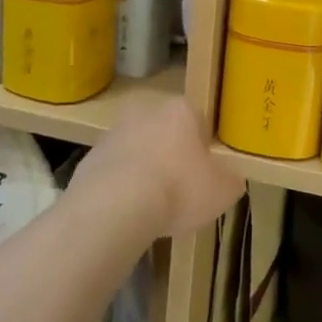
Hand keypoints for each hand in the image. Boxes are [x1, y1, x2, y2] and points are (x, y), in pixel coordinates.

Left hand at [78, 92, 242, 239]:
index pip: (200, 121)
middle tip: (181, 189)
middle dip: (173, 154)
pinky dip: (122, 187)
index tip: (207, 173)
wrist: (114, 208)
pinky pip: (115, 171)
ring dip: (146, 170)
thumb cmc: (178, 189)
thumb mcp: (223, 191)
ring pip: (139, 149)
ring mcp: (114, 132)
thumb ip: (230, 179)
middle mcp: (147, 110)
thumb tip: (229, 177)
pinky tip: (129, 213)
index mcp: (182, 109)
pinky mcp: (90, 157)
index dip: (205, 148)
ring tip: (153, 207)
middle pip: (166, 131)